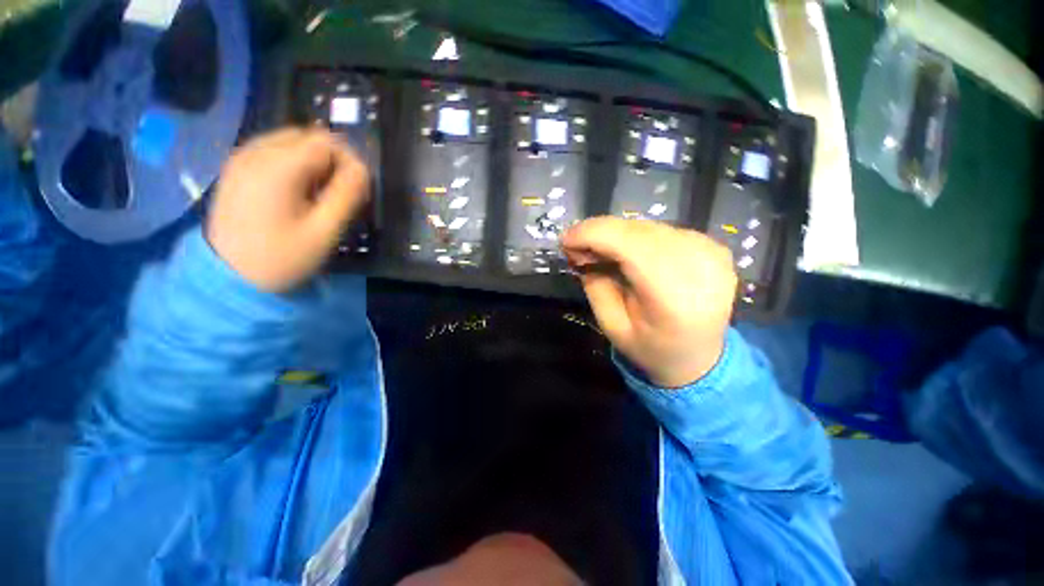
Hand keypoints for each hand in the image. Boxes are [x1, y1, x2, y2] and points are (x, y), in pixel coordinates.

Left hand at [206, 128, 369, 292]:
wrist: (228, 276)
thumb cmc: (282, 257)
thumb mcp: (324, 231)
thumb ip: (347, 196)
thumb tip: (363, 169)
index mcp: (278, 167)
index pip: (326, 141)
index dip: (349, 161)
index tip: (356, 189)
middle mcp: (256, 152)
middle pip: (307, 136)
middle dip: (331, 160)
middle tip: (338, 193)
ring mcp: (241, 158)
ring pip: (290, 142)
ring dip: (313, 162)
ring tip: (317, 194)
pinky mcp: (235, 168)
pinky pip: (273, 151)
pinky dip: (293, 164)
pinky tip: (294, 191)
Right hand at [562, 217, 736, 387]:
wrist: (700, 358)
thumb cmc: (651, 349)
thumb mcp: (611, 325)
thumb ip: (595, 284)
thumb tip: (580, 249)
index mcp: (675, 297)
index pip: (630, 244)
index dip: (592, 234)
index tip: (565, 241)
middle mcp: (700, 266)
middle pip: (637, 230)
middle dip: (599, 233)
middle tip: (577, 250)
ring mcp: (712, 252)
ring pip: (648, 226)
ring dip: (616, 235)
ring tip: (599, 254)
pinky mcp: (714, 246)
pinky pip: (662, 230)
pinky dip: (636, 237)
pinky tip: (626, 254)